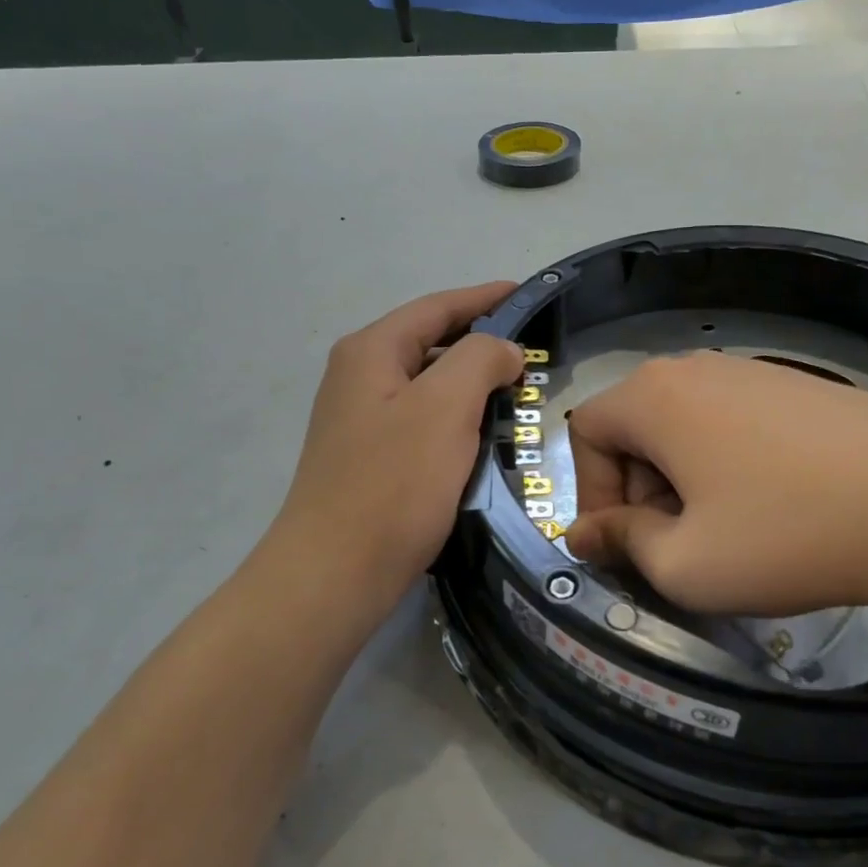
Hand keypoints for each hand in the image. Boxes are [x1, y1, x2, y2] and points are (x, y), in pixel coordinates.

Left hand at [265, 281, 523, 603]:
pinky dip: (456, 418)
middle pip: (430, 343)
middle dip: (480, 342)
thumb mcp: (445, 407)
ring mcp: (360, 420)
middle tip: (532, 352)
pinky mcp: (369, 458)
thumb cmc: (393, 483)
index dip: (484, 297)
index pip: (436, 307)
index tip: (528, 294)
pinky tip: (482, 436)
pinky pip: (422, 421)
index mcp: (371, 351)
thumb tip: (502, 350)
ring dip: (470, 383)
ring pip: (427, 385)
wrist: (335, 572)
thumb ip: (480, 359)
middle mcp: (358, 377)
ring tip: (516, 392)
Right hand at [564, 351, 867, 626]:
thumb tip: (583, 534)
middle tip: (676, 547)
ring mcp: (752, 370)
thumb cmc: (786, 534)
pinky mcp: (798, 386)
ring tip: (727, 533)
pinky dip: (727, 466)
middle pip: (634, 427)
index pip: (584, 433)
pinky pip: (732, 423)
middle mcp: (695, 368)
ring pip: (684, 427)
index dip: (591, 494)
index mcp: (653, 396)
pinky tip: (774, 507)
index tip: (625, 546)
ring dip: (683, 482)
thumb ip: (622, 543)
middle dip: (638, 491)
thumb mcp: (685, 564)